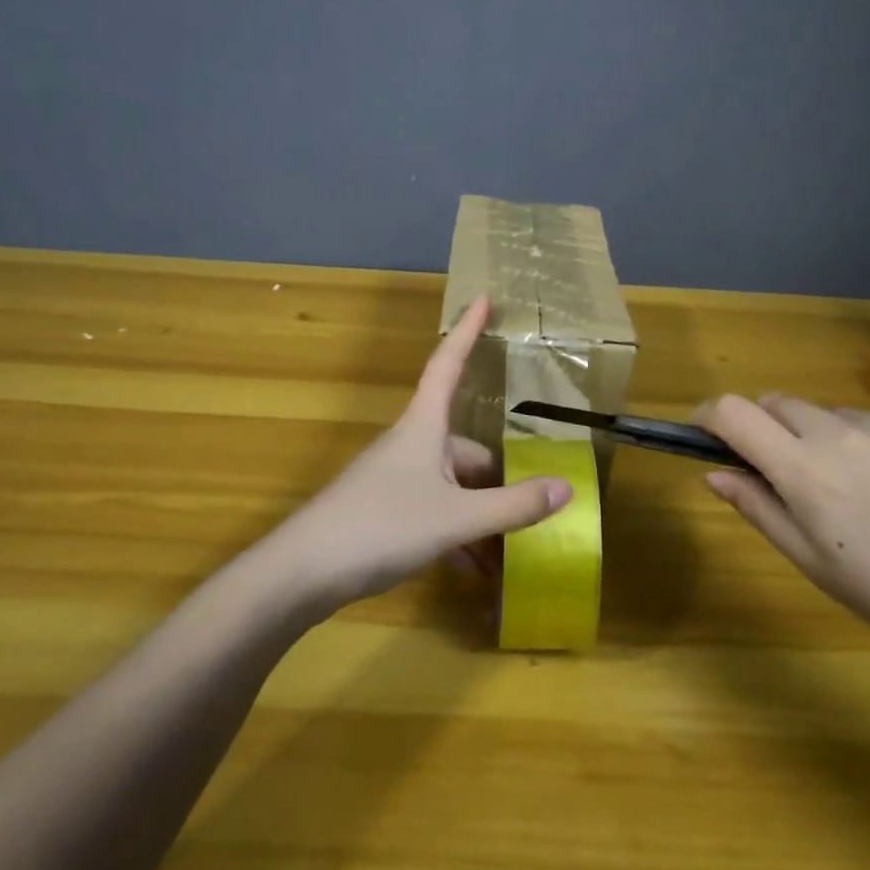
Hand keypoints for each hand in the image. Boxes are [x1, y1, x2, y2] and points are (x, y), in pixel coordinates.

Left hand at [259, 296, 570, 613]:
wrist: (302, 573)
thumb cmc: (381, 525)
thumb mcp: (455, 518)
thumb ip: (512, 506)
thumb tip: (567, 486)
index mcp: (425, 427)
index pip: (448, 363)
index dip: (468, 330)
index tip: (483, 296)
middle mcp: (412, 445)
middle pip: (467, 449)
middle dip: (501, 482)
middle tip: (533, 511)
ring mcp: (396, 479)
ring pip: (454, 488)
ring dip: (482, 517)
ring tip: (509, 555)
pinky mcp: (385, 512)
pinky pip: (435, 513)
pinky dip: (458, 536)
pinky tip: (474, 570)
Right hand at [694, 395, 869, 679]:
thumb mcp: (816, 566)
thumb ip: (759, 509)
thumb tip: (713, 474)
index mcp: (807, 473)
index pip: (734, 412)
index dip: (709, 415)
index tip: (707, 433)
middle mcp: (844, 433)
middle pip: (779, 403)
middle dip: (767, 428)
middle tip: (789, 474)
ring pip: (832, 414)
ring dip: (824, 438)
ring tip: (863, 492)